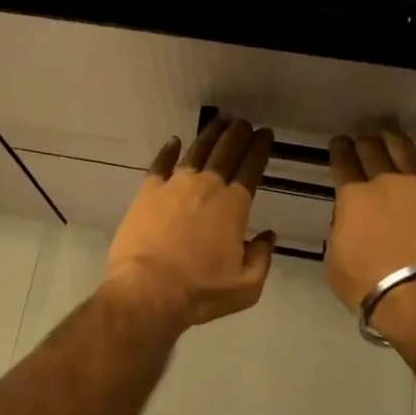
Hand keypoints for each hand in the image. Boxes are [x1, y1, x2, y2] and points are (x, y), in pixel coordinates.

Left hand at [103, 116, 276, 330]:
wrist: (148, 290)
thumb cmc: (200, 291)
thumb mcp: (246, 286)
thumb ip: (262, 258)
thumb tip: (268, 237)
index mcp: (234, 205)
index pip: (251, 167)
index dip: (260, 148)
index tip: (265, 134)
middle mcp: (207, 186)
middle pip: (226, 152)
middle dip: (238, 134)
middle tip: (244, 123)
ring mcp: (174, 186)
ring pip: (196, 151)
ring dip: (209, 135)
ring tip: (219, 123)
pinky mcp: (147, 192)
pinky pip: (160, 164)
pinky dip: (168, 150)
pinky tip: (174, 141)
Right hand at [325, 130, 415, 344]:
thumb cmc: (368, 284)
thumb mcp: (334, 260)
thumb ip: (339, 232)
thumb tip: (349, 220)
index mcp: (353, 197)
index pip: (343, 163)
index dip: (339, 150)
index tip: (338, 143)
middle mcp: (386, 183)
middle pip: (373, 151)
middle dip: (364, 143)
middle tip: (361, 140)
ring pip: (405, 152)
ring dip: (393, 140)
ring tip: (389, 135)